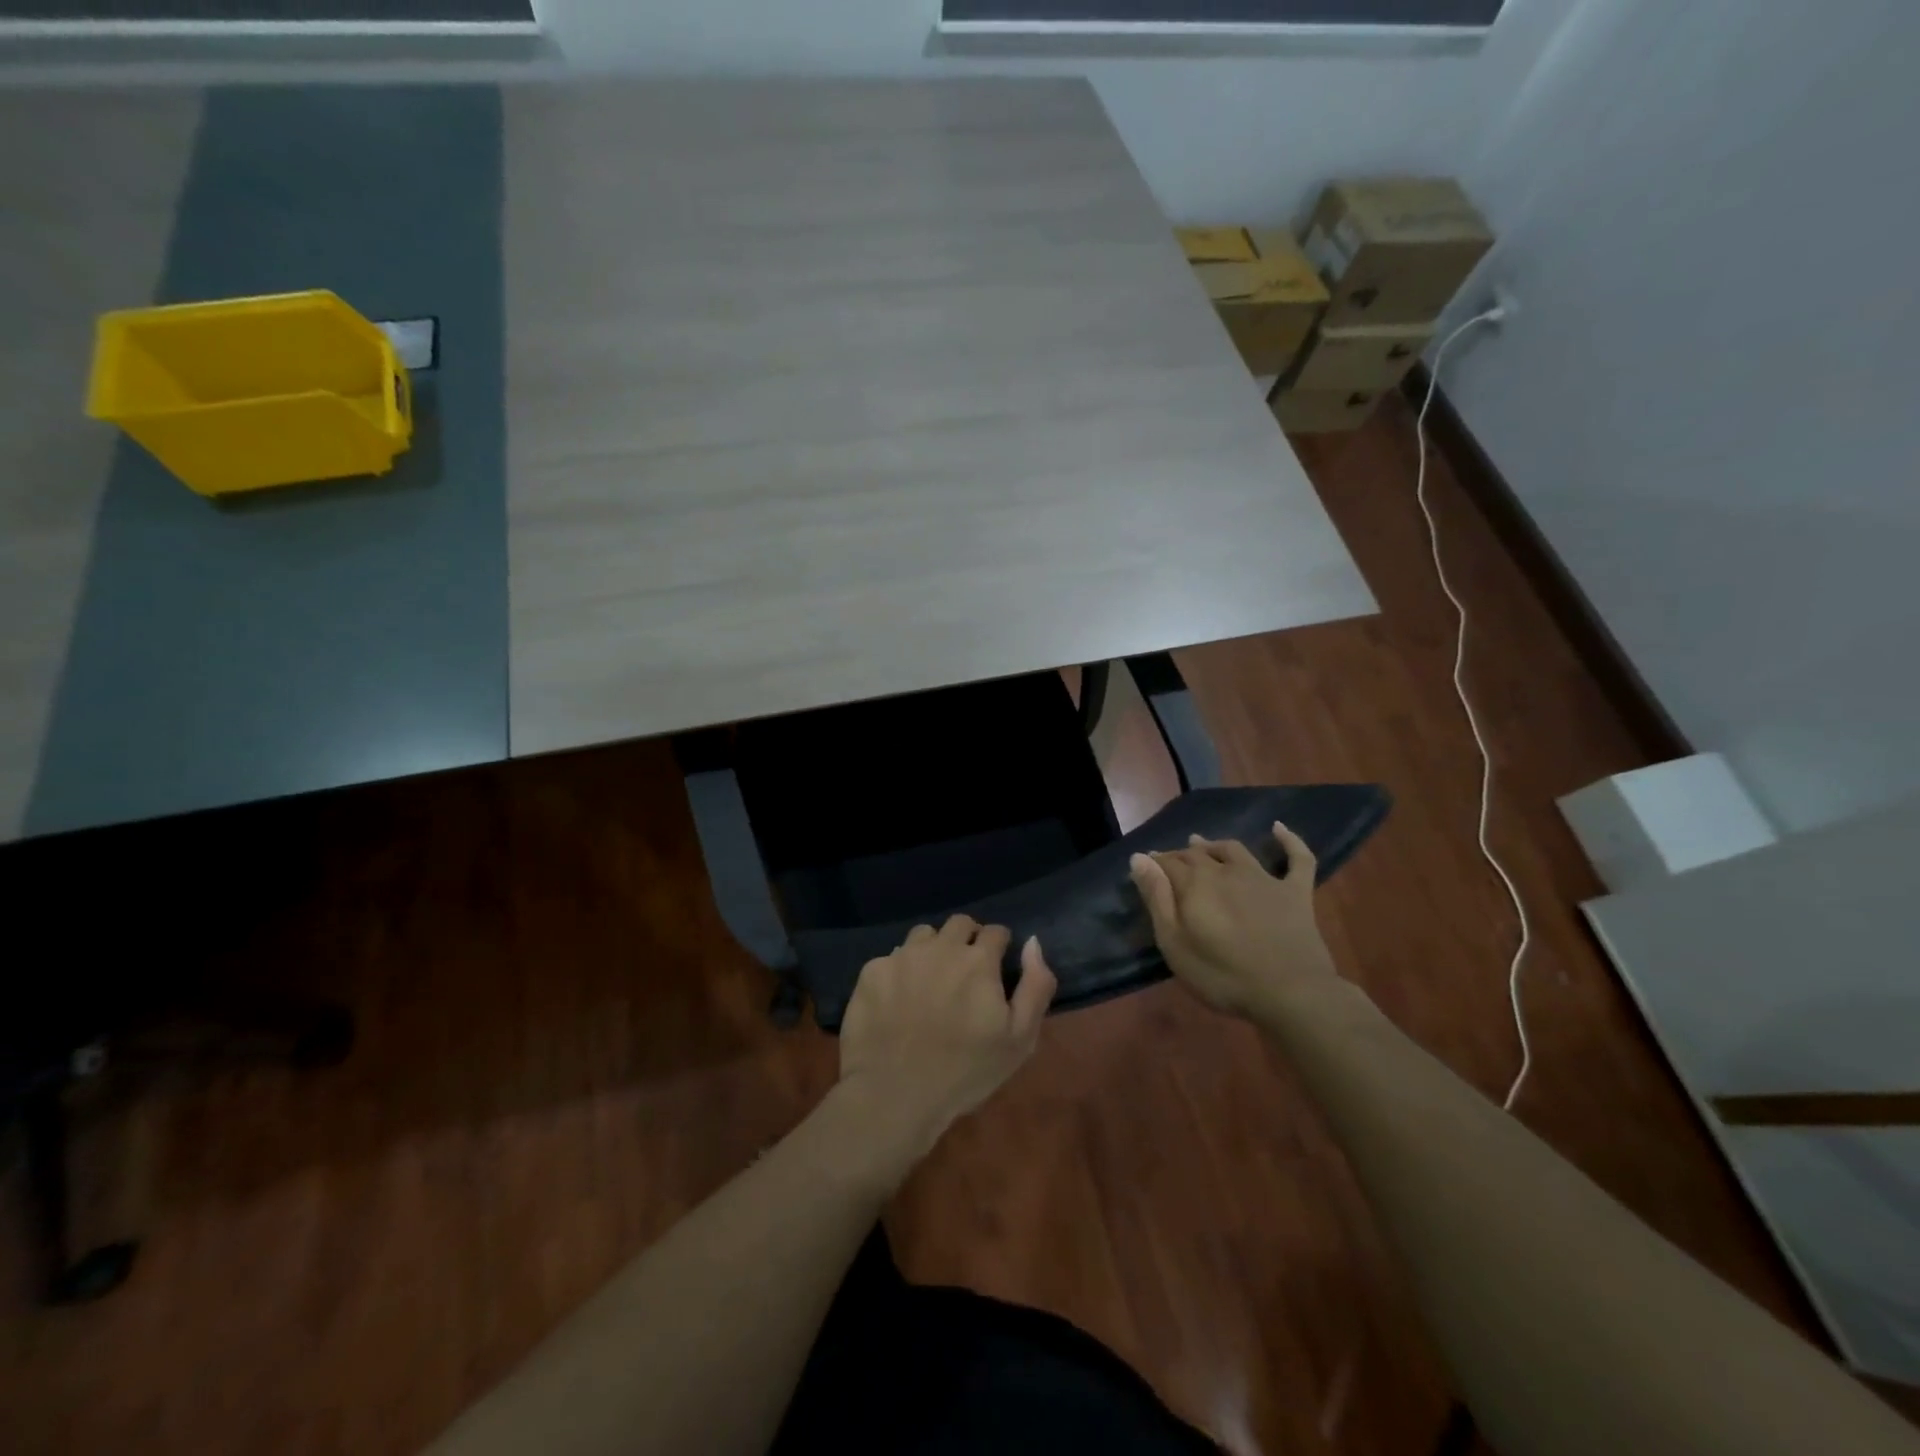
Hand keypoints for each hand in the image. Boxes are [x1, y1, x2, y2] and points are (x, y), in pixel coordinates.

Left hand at [838, 915, 1056, 1157]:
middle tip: (966, 971)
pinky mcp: (871, 972)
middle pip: (959, 924)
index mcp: (978, 960)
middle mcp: (940, 947)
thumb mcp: (1019, 1039)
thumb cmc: (965, 1072)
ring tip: (931, 980)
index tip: (996, 966)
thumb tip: (1032, 942)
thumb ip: (1035, 986)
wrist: (894, 1095)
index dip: (999, 947)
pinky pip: (891, 958)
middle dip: (968, 939)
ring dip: (933, 949)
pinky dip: (900, 971)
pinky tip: (898, 999)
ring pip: (924, 935)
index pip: (995, 932)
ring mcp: (902, 957)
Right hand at [1130, 822, 1340, 1022]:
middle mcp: (1226, 871)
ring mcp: (1264, 879)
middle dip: (1180, 855)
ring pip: (1234, 850)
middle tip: (1170, 862)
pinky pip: (1297, 858)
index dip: (1154, 863)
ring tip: (1203, 844)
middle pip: (1197, 854)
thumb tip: (1139, 858)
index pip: (1167, 862)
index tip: (1145, 867)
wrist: (1290, 993)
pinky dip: (1288, 840)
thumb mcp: (1174, 944)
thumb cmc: (1222, 975)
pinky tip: (1279, 828)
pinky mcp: (1295, 892)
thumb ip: (1156, 898)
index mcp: (1195, 883)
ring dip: (1215, 845)